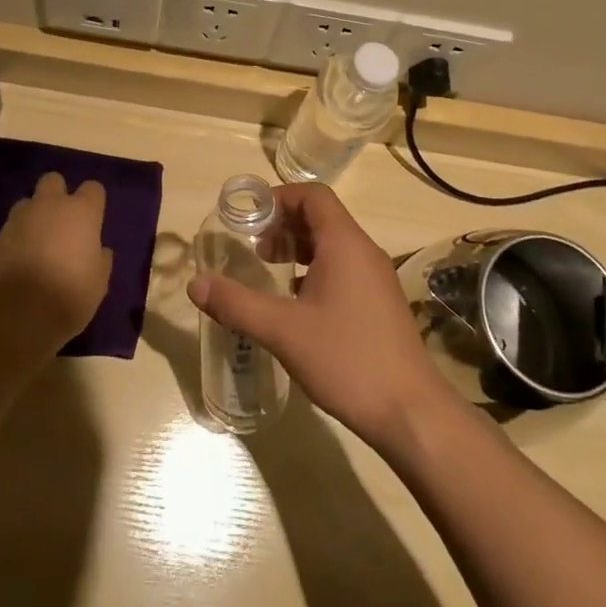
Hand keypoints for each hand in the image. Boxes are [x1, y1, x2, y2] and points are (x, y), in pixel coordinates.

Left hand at [0, 173, 112, 354]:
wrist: (15, 316)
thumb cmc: (68, 296)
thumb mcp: (98, 283)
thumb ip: (100, 260)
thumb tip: (99, 251)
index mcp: (82, 212)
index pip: (93, 188)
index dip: (93, 202)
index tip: (93, 220)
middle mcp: (50, 206)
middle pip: (53, 181)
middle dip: (58, 194)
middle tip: (62, 222)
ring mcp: (19, 220)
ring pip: (28, 202)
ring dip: (34, 215)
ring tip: (38, 242)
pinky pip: (11, 228)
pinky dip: (17, 238)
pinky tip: (21, 260)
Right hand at [189, 182, 454, 452]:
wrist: (410, 410)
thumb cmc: (346, 359)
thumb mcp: (283, 331)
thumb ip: (237, 304)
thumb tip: (195, 283)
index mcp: (345, 243)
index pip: (313, 195)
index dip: (280, 198)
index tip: (250, 217)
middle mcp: (364, 251)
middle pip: (322, 217)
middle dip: (285, 224)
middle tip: (252, 245)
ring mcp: (376, 278)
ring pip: (333, 245)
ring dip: (299, 248)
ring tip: (268, 268)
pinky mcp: (379, 303)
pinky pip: (343, 268)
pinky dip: (315, 270)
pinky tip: (295, 302)